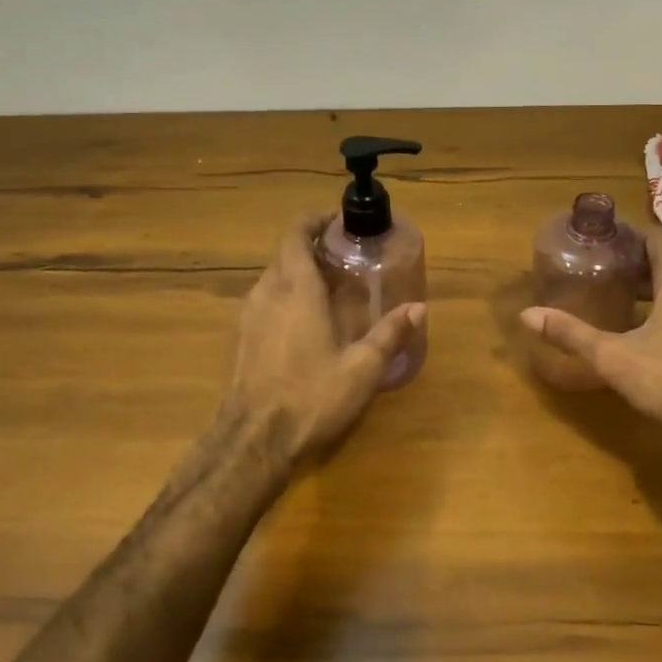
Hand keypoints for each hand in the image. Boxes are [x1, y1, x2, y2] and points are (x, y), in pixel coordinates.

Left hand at [226, 214, 425, 469]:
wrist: (254, 441)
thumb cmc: (311, 396)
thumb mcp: (361, 368)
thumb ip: (389, 334)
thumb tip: (418, 307)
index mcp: (296, 289)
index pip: (295, 235)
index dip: (314, 221)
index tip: (338, 221)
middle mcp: (267, 293)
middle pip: (284, 253)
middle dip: (311, 246)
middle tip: (344, 255)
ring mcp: (249, 316)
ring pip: (272, 276)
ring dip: (297, 270)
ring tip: (329, 284)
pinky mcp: (242, 338)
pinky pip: (265, 299)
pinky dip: (285, 293)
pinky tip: (307, 319)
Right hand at [523, 223, 661, 454]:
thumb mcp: (613, 357)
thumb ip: (571, 333)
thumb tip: (527, 315)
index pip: (658, 236)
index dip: (631, 234)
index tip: (605, 241)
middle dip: (641, 260)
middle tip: (609, 269)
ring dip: (661, 283)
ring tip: (629, 296)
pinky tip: (658, 325)